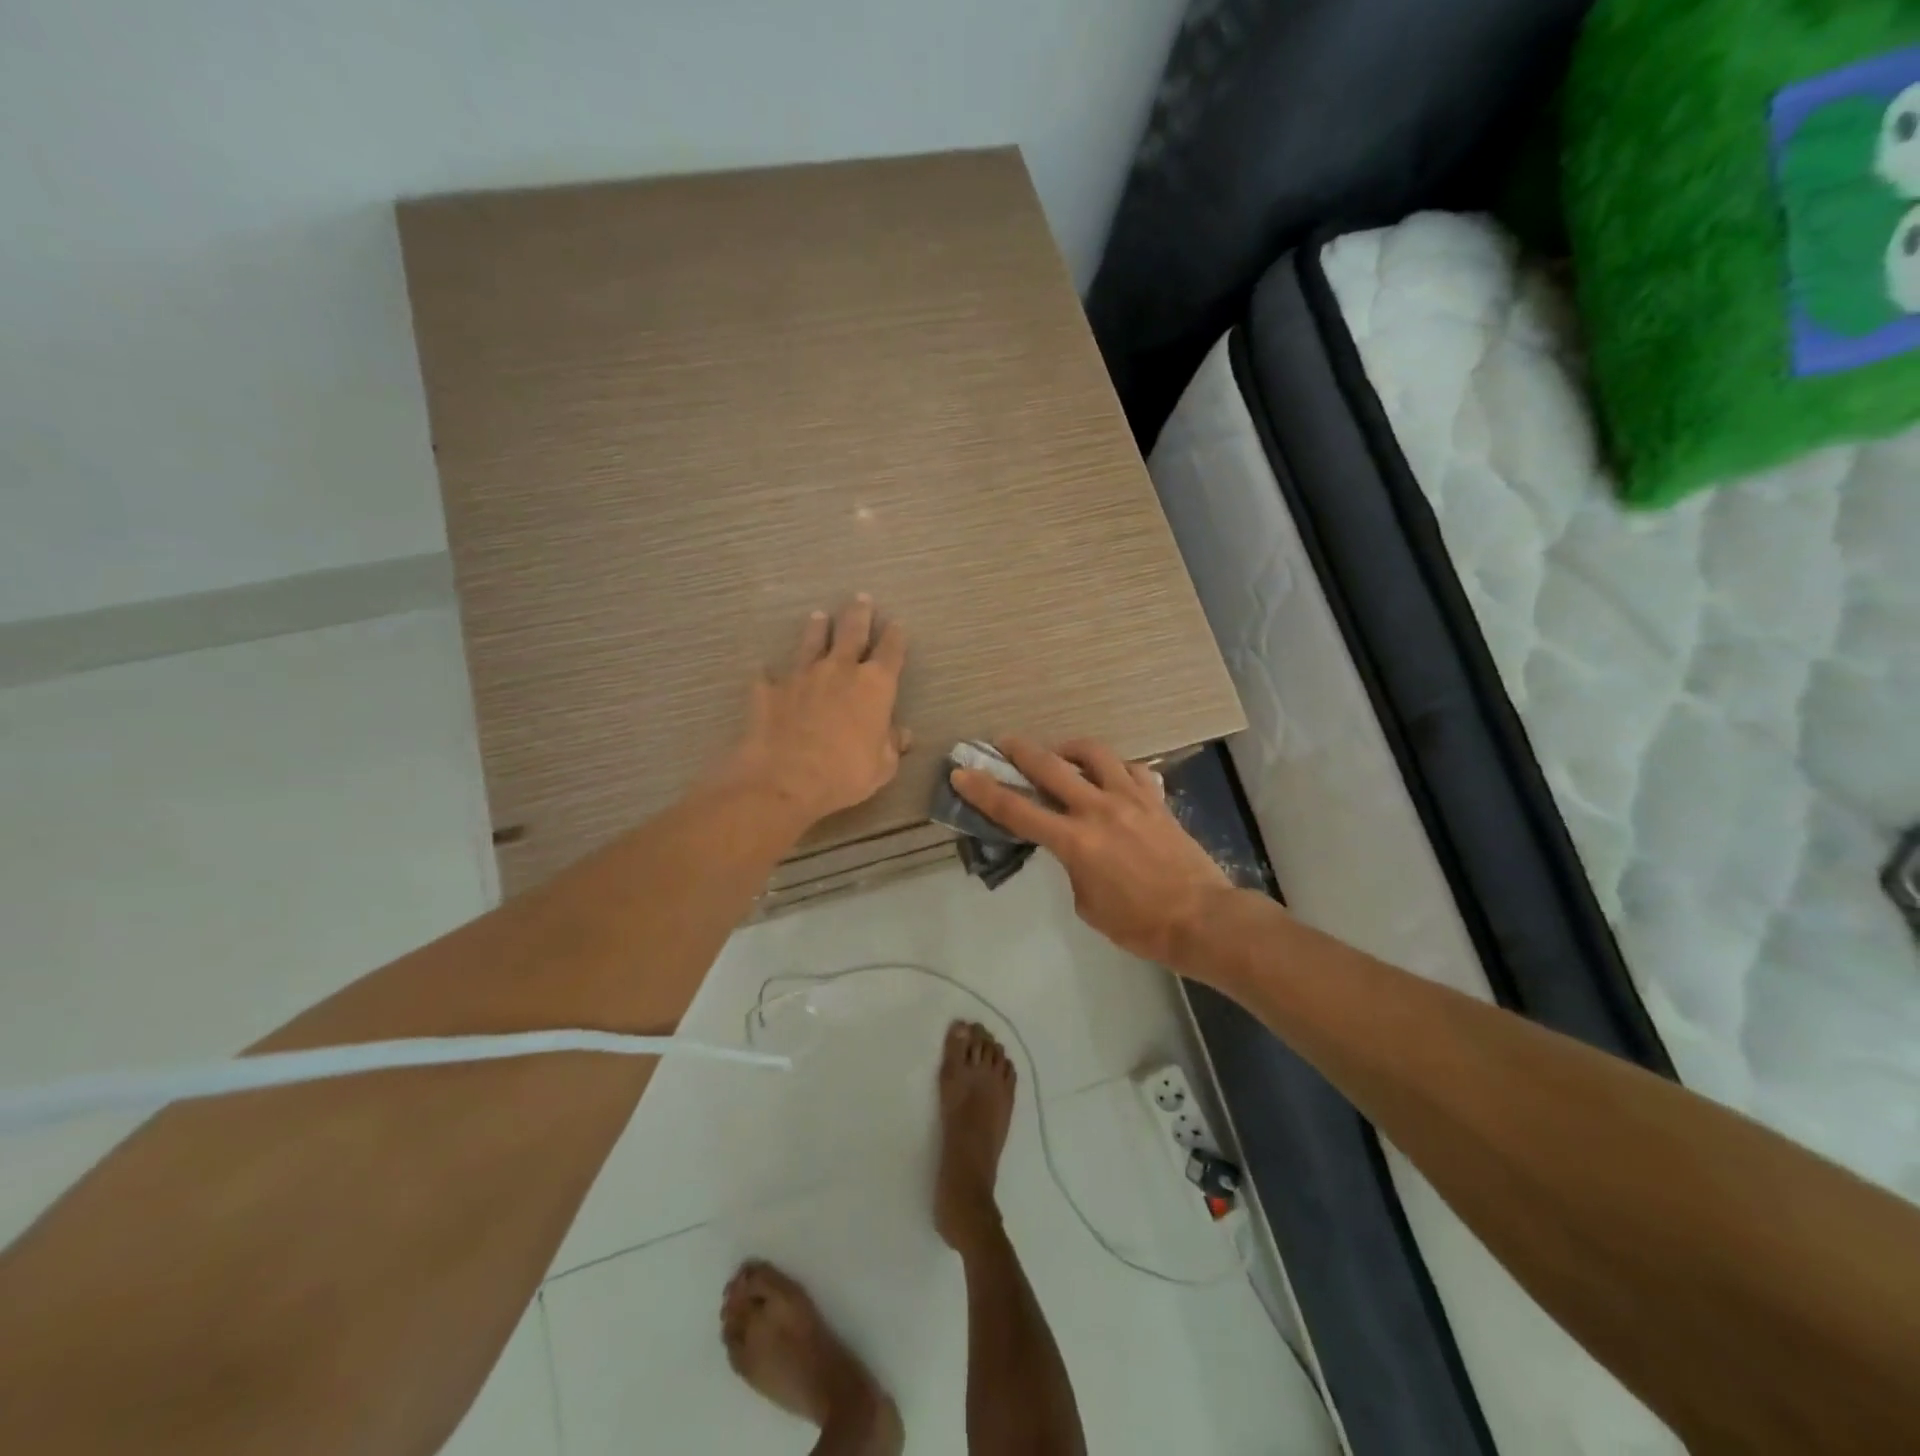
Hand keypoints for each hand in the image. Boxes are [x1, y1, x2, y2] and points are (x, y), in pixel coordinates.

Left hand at [719, 596, 911, 829]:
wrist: (784, 781)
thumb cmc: (845, 774)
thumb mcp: (882, 767)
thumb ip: (891, 745)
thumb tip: (901, 734)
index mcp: (875, 686)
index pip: (891, 651)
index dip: (895, 637)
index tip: (897, 625)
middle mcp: (838, 670)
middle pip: (851, 632)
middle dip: (858, 614)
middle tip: (861, 598)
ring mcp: (800, 676)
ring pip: (810, 642)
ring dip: (816, 629)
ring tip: (818, 616)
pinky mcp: (768, 690)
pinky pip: (769, 676)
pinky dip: (770, 673)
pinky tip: (765, 671)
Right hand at [950, 737, 1230, 963]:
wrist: (1201, 919)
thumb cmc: (1140, 924)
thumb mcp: (1088, 904)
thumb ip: (1073, 868)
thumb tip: (1075, 849)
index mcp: (1075, 841)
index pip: (1017, 811)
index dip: (984, 791)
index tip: (962, 772)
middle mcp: (1098, 809)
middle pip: (1050, 767)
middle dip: (1020, 751)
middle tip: (1003, 741)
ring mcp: (1131, 799)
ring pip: (1094, 754)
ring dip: (1069, 748)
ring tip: (1060, 753)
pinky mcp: (1156, 799)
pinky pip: (1131, 769)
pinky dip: (1114, 767)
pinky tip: (1109, 775)